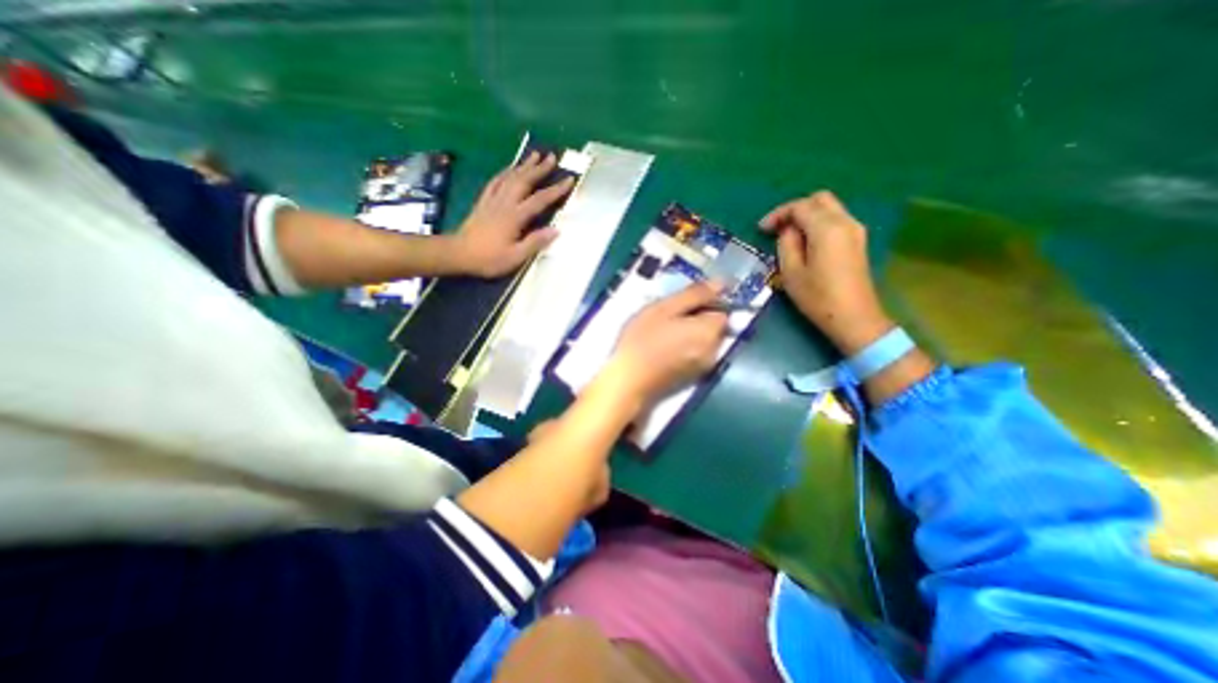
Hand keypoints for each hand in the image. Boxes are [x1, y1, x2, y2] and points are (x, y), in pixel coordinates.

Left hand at [451, 153, 577, 278]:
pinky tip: (509, 169)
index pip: (539, 200)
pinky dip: (505, 172)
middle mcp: (504, 203)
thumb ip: (535, 242)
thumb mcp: (515, 257)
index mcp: (514, 217)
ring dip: (524, 165)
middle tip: (552, 156)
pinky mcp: (483, 202)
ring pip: (510, 177)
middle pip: (524, 181)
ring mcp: (492, 200)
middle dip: (539, 168)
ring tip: (534, 155)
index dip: (555, 190)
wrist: (458, 254)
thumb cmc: (488, 259)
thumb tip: (556, 230)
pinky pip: (495, 182)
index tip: (569, 179)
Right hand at [604, 281, 726, 408]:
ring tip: (663, 332)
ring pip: (704, 340)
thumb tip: (721, 283)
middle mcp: (714, 351)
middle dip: (697, 318)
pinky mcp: (692, 378)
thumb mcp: (665, 309)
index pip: (722, 309)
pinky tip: (664, 349)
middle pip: (714, 326)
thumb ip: (695, 295)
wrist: (629, 382)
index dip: (704, 302)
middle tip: (667, 316)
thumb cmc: (643, 340)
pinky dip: (685, 347)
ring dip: (690, 332)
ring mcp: (704, 367)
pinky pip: (696, 353)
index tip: (680, 303)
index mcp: (710, 331)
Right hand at [758, 190, 892, 353]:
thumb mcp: (791, 272)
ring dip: (807, 215)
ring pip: (829, 208)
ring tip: (789, 236)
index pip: (800, 207)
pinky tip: (806, 241)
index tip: (762, 229)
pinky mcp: (858, 241)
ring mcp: (855, 230)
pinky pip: (836, 220)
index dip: (778, 214)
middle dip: (795, 209)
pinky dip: (818, 223)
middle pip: (819, 199)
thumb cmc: (818, 297)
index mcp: (827, 228)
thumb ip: (786, 244)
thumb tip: (788, 231)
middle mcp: (845, 222)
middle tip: (777, 228)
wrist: (853, 317)